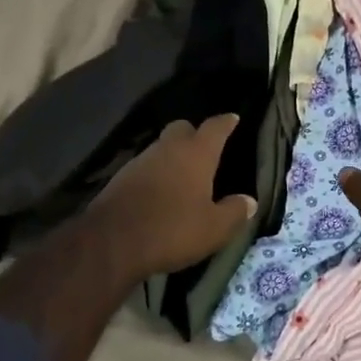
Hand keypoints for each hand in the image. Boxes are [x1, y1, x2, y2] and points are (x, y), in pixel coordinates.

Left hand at [83, 115, 256, 280]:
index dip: (226, 122)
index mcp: (196, 153)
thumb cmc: (172, 229)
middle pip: (183, 128)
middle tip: (205, 150)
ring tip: (183, 175)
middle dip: (194, 134)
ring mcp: (141, 160)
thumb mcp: (214, 229)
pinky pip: (145, 166)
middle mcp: (168, 148)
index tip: (233, 118)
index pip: (215, 127)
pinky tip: (159, 191)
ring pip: (162, 147)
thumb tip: (249, 201)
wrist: (111, 242)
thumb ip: (234, 212)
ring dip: (173, 155)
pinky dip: (155, 173)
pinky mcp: (120, 177)